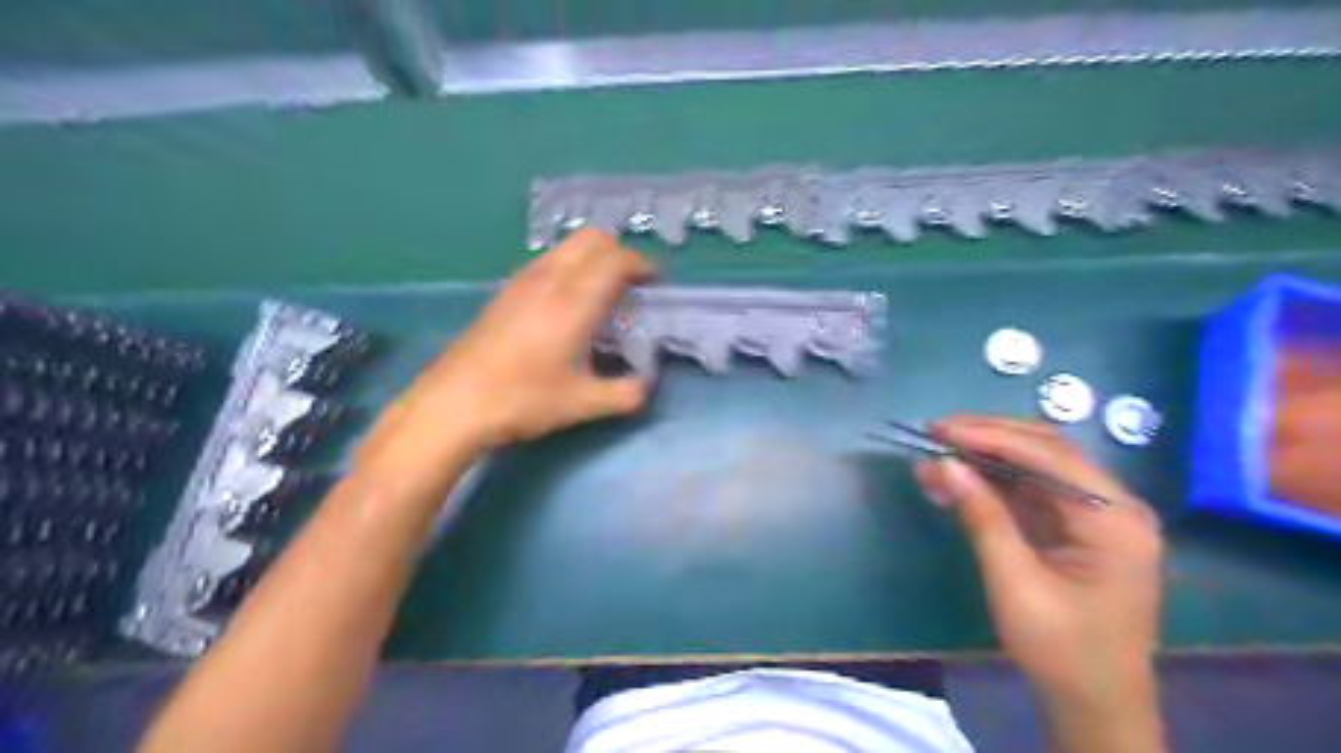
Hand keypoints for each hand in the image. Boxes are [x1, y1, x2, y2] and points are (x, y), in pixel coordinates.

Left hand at [358, 232, 658, 482]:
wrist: (454, 403)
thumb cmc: (522, 400)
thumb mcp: (583, 404)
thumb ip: (626, 393)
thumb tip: (646, 383)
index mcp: (574, 301)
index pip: (616, 261)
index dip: (643, 265)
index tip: (657, 282)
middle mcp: (550, 279)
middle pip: (592, 239)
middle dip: (620, 253)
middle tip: (632, 284)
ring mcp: (522, 281)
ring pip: (567, 247)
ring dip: (593, 258)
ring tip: (603, 293)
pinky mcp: (505, 291)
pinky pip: (548, 261)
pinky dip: (570, 267)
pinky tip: (567, 305)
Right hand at [917, 417, 1158, 712]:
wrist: (1094, 704)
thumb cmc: (1061, 649)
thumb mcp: (1014, 582)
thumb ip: (982, 516)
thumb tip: (943, 463)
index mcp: (1114, 519)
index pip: (1048, 456)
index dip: (989, 437)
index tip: (939, 430)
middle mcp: (1113, 506)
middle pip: (1046, 450)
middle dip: (988, 437)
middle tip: (936, 433)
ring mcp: (1095, 516)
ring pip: (1035, 465)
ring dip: (985, 458)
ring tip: (936, 458)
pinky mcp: (1075, 528)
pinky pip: (1030, 491)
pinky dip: (992, 483)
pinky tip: (956, 482)